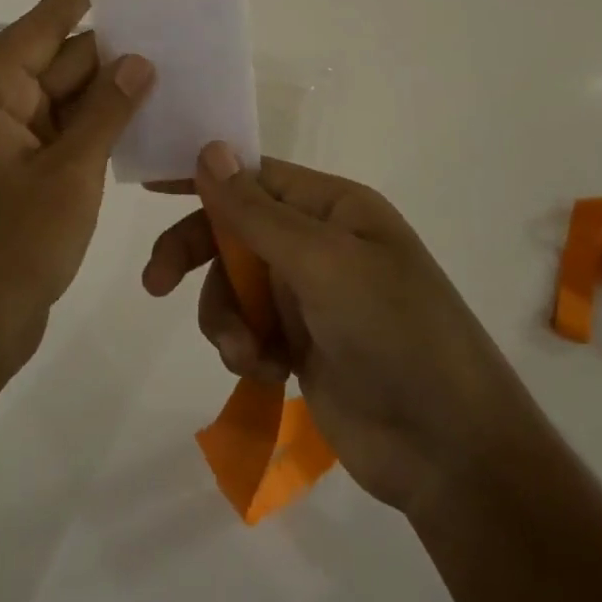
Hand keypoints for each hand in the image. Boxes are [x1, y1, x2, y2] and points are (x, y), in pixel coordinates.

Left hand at [0, 0, 154, 376]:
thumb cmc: (7, 251)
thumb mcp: (67, 176)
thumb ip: (106, 113)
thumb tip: (138, 62)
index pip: (39, 28)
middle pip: (52, 63)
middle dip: (108, 51)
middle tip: (166, 27)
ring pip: (56, 100)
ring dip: (104, 92)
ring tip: (167, 65)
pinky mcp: (4, 171)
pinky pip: (52, 133)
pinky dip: (89, 127)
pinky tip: (138, 116)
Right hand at [142, 146, 527, 517]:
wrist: (449, 452)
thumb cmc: (395, 333)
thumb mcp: (323, 263)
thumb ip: (257, 211)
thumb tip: (210, 150)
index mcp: (333, 207)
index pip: (254, 174)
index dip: (204, 176)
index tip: (152, 185)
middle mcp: (317, 242)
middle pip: (234, 229)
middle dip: (196, 253)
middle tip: (156, 282)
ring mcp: (307, 295)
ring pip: (232, 284)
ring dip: (225, 315)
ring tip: (245, 351)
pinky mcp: (298, 344)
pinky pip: (244, 327)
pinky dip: (242, 346)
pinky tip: (264, 370)